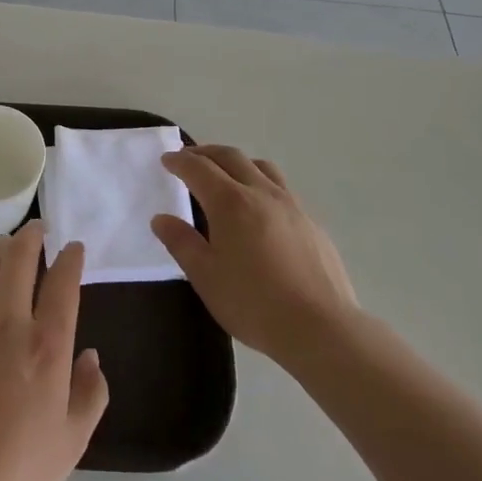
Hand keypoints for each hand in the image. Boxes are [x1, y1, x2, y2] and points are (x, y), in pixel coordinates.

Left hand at [0, 221, 108, 480]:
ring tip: (2, 248)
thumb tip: (91, 356)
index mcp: (46, 343)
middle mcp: (7, 320)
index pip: (63, 280)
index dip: (70, 257)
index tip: (73, 248)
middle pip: (19, 256)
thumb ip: (90, 394)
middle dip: (31, 235)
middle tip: (36, 230)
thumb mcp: (71, 444)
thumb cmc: (14, 472)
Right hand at [152, 145, 358, 364]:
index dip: (179, 161)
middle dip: (206, 153)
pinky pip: (281, 189)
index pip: (198, 168)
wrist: (320, 327)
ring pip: (261, 167)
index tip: (167, 160)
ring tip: (227, 174)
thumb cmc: (253, 303)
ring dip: (237, 162)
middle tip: (189, 158)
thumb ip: (181, 242)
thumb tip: (161, 219)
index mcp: (230, 202)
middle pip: (230, 157)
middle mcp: (261, 192)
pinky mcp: (311, 222)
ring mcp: (291, 205)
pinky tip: (261, 209)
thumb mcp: (205, 276)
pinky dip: (261, 183)